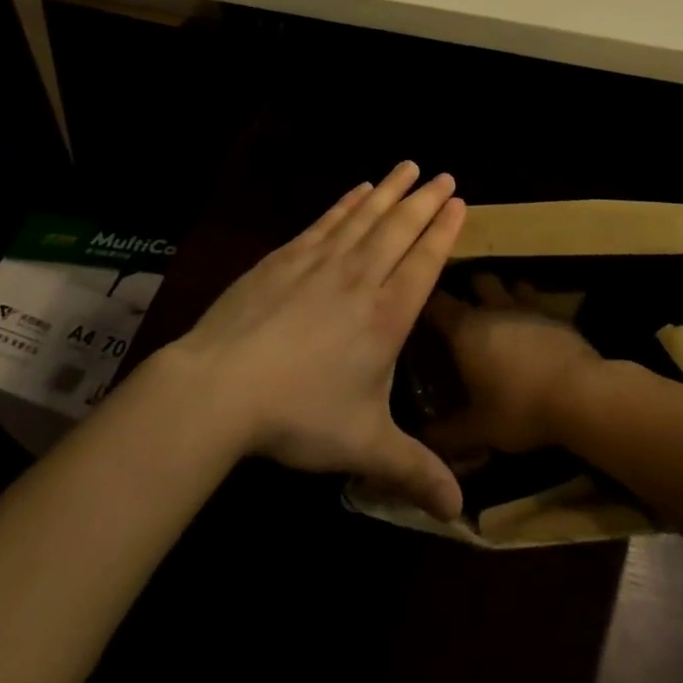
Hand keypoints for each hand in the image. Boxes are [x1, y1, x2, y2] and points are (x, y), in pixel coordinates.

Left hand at [166, 163, 465, 518]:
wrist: (222, 385)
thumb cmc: (300, 414)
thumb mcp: (364, 447)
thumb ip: (413, 471)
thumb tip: (460, 515)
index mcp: (387, 316)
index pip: (425, 262)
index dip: (444, 230)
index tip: (459, 201)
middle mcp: (361, 278)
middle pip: (400, 229)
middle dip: (424, 201)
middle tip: (443, 175)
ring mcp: (321, 261)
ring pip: (365, 217)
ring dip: (389, 191)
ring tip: (407, 167)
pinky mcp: (286, 256)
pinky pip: (327, 221)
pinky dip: (346, 203)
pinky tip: (357, 190)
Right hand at [424, 277, 606, 454]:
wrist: (580, 395)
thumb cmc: (520, 408)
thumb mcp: (479, 429)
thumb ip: (448, 432)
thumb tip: (424, 437)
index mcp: (466, 328)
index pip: (436, 302)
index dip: (427, 303)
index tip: (421, 314)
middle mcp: (494, 308)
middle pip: (477, 280)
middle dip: (469, 290)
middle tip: (465, 313)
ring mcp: (528, 307)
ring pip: (511, 285)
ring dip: (504, 295)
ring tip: (500, 316)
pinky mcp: (557, 316)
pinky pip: (538, 303)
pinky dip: (531, 312)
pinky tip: (532, 332)